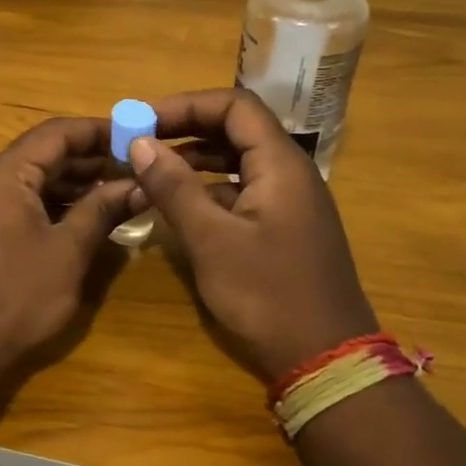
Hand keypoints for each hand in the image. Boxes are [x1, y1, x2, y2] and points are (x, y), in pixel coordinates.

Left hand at [0, 118, 133, 382]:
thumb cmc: (15, 298)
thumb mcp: (67, 252)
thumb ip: (102, 210)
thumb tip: (139, 185)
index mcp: (1, 174)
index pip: (55, 133)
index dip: (97, 131)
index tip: (134, 136)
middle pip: (40, 154)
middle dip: (87, 160)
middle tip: (132, 168)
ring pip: (27, 179)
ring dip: (69, 184)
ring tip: (115, 192)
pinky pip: (13, 201)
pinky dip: (46, 204)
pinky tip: (79, 216)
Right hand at [129, 88, 377, 384]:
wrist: (326, 361)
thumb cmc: (267, 295)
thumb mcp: (211, 240)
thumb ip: (174, 188)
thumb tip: (139, 143)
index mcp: (281, 164)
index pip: (234, 106)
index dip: (186, 105)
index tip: (143, 121)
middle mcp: (290, 173)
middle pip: (236, 129)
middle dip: (186, 129)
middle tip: (140, 142)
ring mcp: (290, 202)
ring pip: (238, 161)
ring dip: (194, 159)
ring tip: (151, 170)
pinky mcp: (284, 228)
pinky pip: (242, 190)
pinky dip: (208, 189)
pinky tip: (179, 207)